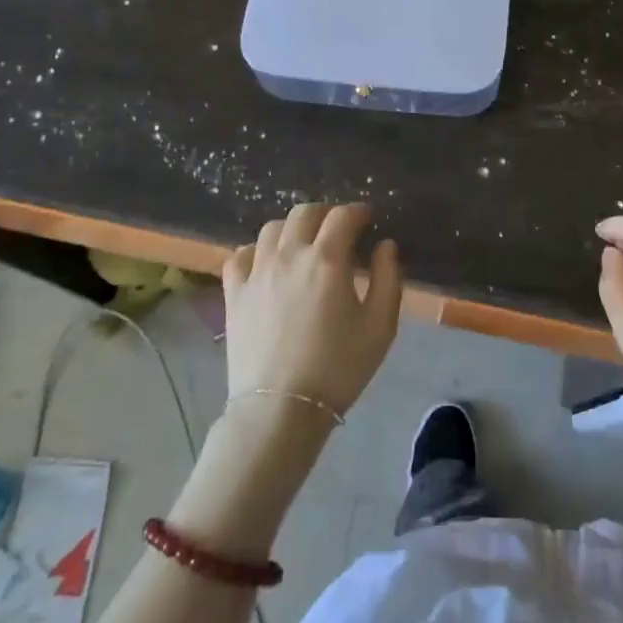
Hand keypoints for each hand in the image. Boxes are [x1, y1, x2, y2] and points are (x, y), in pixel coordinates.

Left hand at [222, 202, 402, 425]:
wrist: (281, 410)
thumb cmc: (338, 368)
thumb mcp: (380, 326)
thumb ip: (388, 278)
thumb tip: (385, 245)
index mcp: (326, 259)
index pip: (343, 216)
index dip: (358, 212)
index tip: (367, 219)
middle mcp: (289, 255)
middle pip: (305, 213)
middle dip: (326, 213)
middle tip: (338, 229)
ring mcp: (257, 272)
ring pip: (272, 228)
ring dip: (292, 228)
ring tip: (303, 243)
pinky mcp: (234, 293)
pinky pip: (240, 255)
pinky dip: (256, 251)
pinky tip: (267, 263)